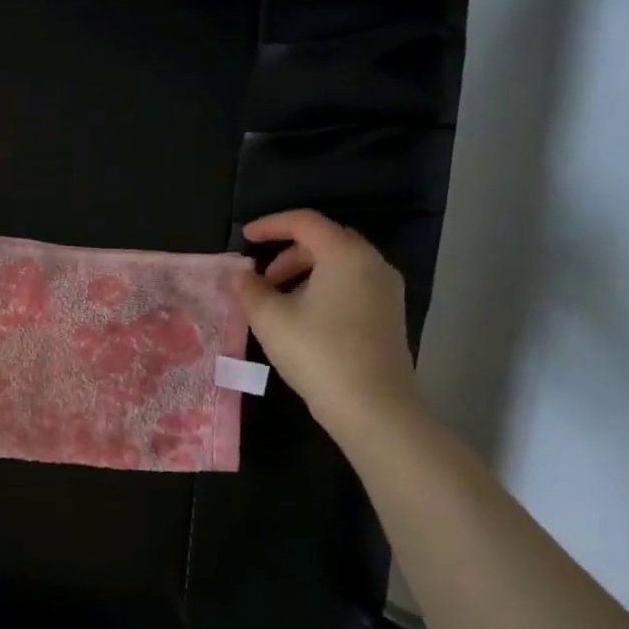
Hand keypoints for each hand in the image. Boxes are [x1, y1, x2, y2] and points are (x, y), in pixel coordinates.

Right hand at [232, 209, 421, 439]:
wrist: (372, 405)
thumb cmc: (318, 353)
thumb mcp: (271, 319)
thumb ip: (250, 290)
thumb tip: (239, 275)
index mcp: (345, 255)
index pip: (305, 222)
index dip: (271, 225)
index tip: (244, 237)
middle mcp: (372, 263)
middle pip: (325, 242)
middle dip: (288, 255)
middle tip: (261, 280)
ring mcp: (386, 290)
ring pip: (339, 266)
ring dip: (304, 274)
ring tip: (278, 303)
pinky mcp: (388, 315)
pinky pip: (351, 286)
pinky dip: (323, 290)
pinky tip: (303, 320)